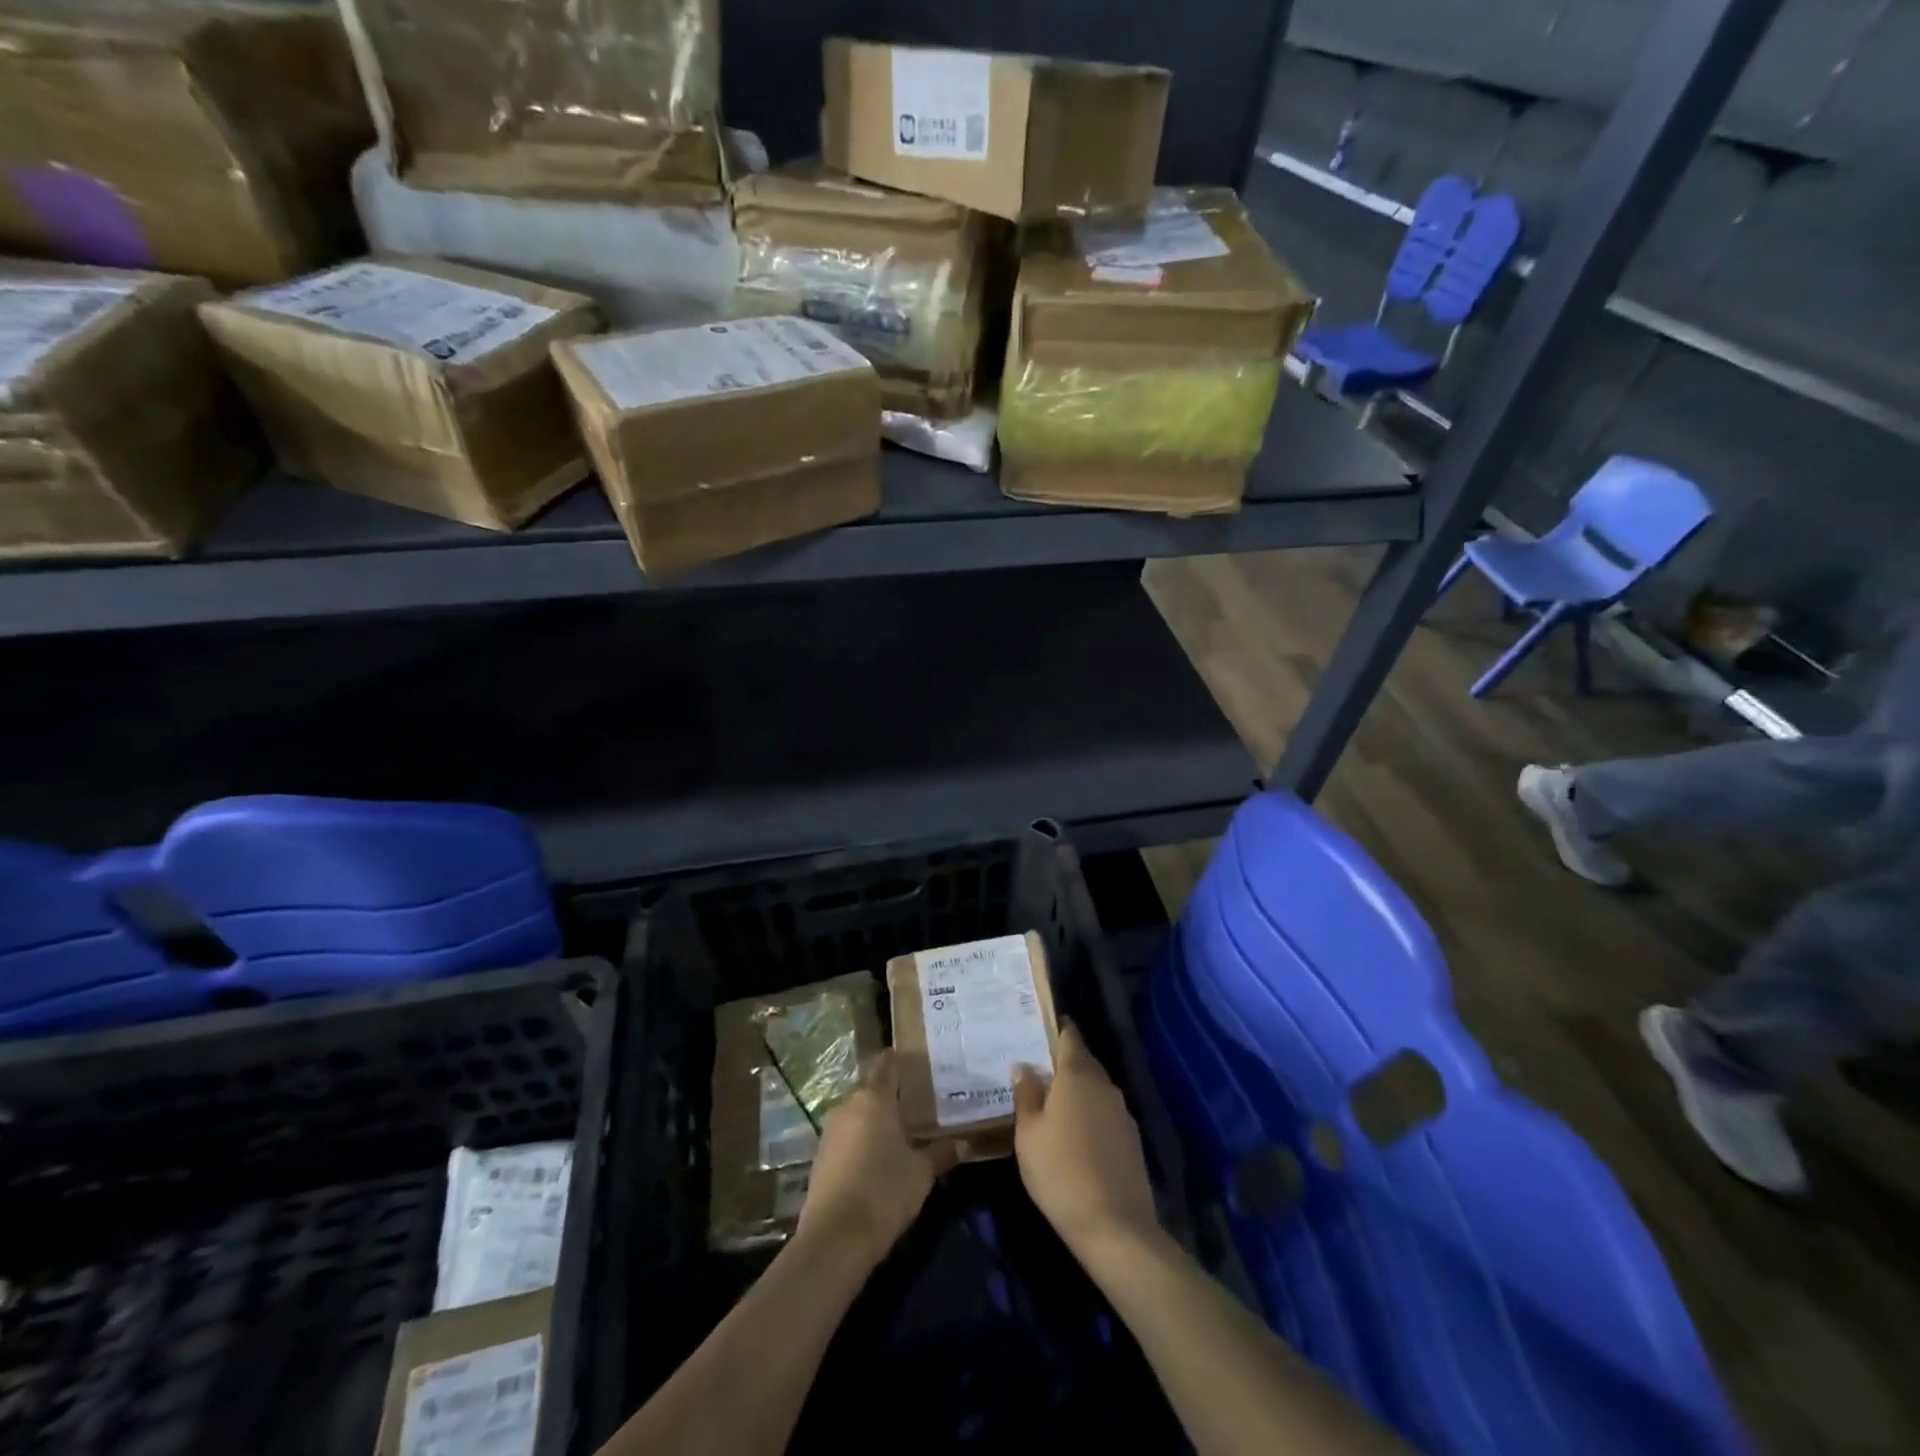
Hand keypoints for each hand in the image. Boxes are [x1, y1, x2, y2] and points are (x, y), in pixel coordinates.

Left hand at [797, 1050, 953, 1262]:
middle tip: (914, 1105)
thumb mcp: (921, 1173)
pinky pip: (845, 1138)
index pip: (887, 1065)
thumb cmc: (884, 1191)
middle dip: (889, 1095)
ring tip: (897, 1134)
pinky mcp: (820, 1158)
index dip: (899, 1060)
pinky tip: (875, 1160)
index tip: (914, 1061)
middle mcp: (848, 1106)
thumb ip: (940, 1153)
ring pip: (856, 1115)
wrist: (835, 1237)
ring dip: (873, 1121)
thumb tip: (962, 1143)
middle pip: (871, 1090)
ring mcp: (830, 1132)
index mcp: (874, 1098)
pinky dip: (860, 1142)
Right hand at [1012, 1023, 1162, 1259]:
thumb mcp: (1028, 1133)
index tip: (1041, 1027)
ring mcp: (1122, 1112)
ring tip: (1054, 1102)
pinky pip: (1106, 1113)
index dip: (1057, 1029)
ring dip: (1078, 1090)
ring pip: (1097, 1088)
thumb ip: (1026, 1094)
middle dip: (1065, 1061)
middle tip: (1039, 1068)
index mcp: (1077, 1075)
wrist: (1114, 1226)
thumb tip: (1024, 1065)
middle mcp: (1104, 1085)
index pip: (1070, 1037)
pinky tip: (1077, 1134)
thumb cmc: (1059, 1171)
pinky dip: (1091, 1114)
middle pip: (1084, 1061)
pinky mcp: (1132, 1139)